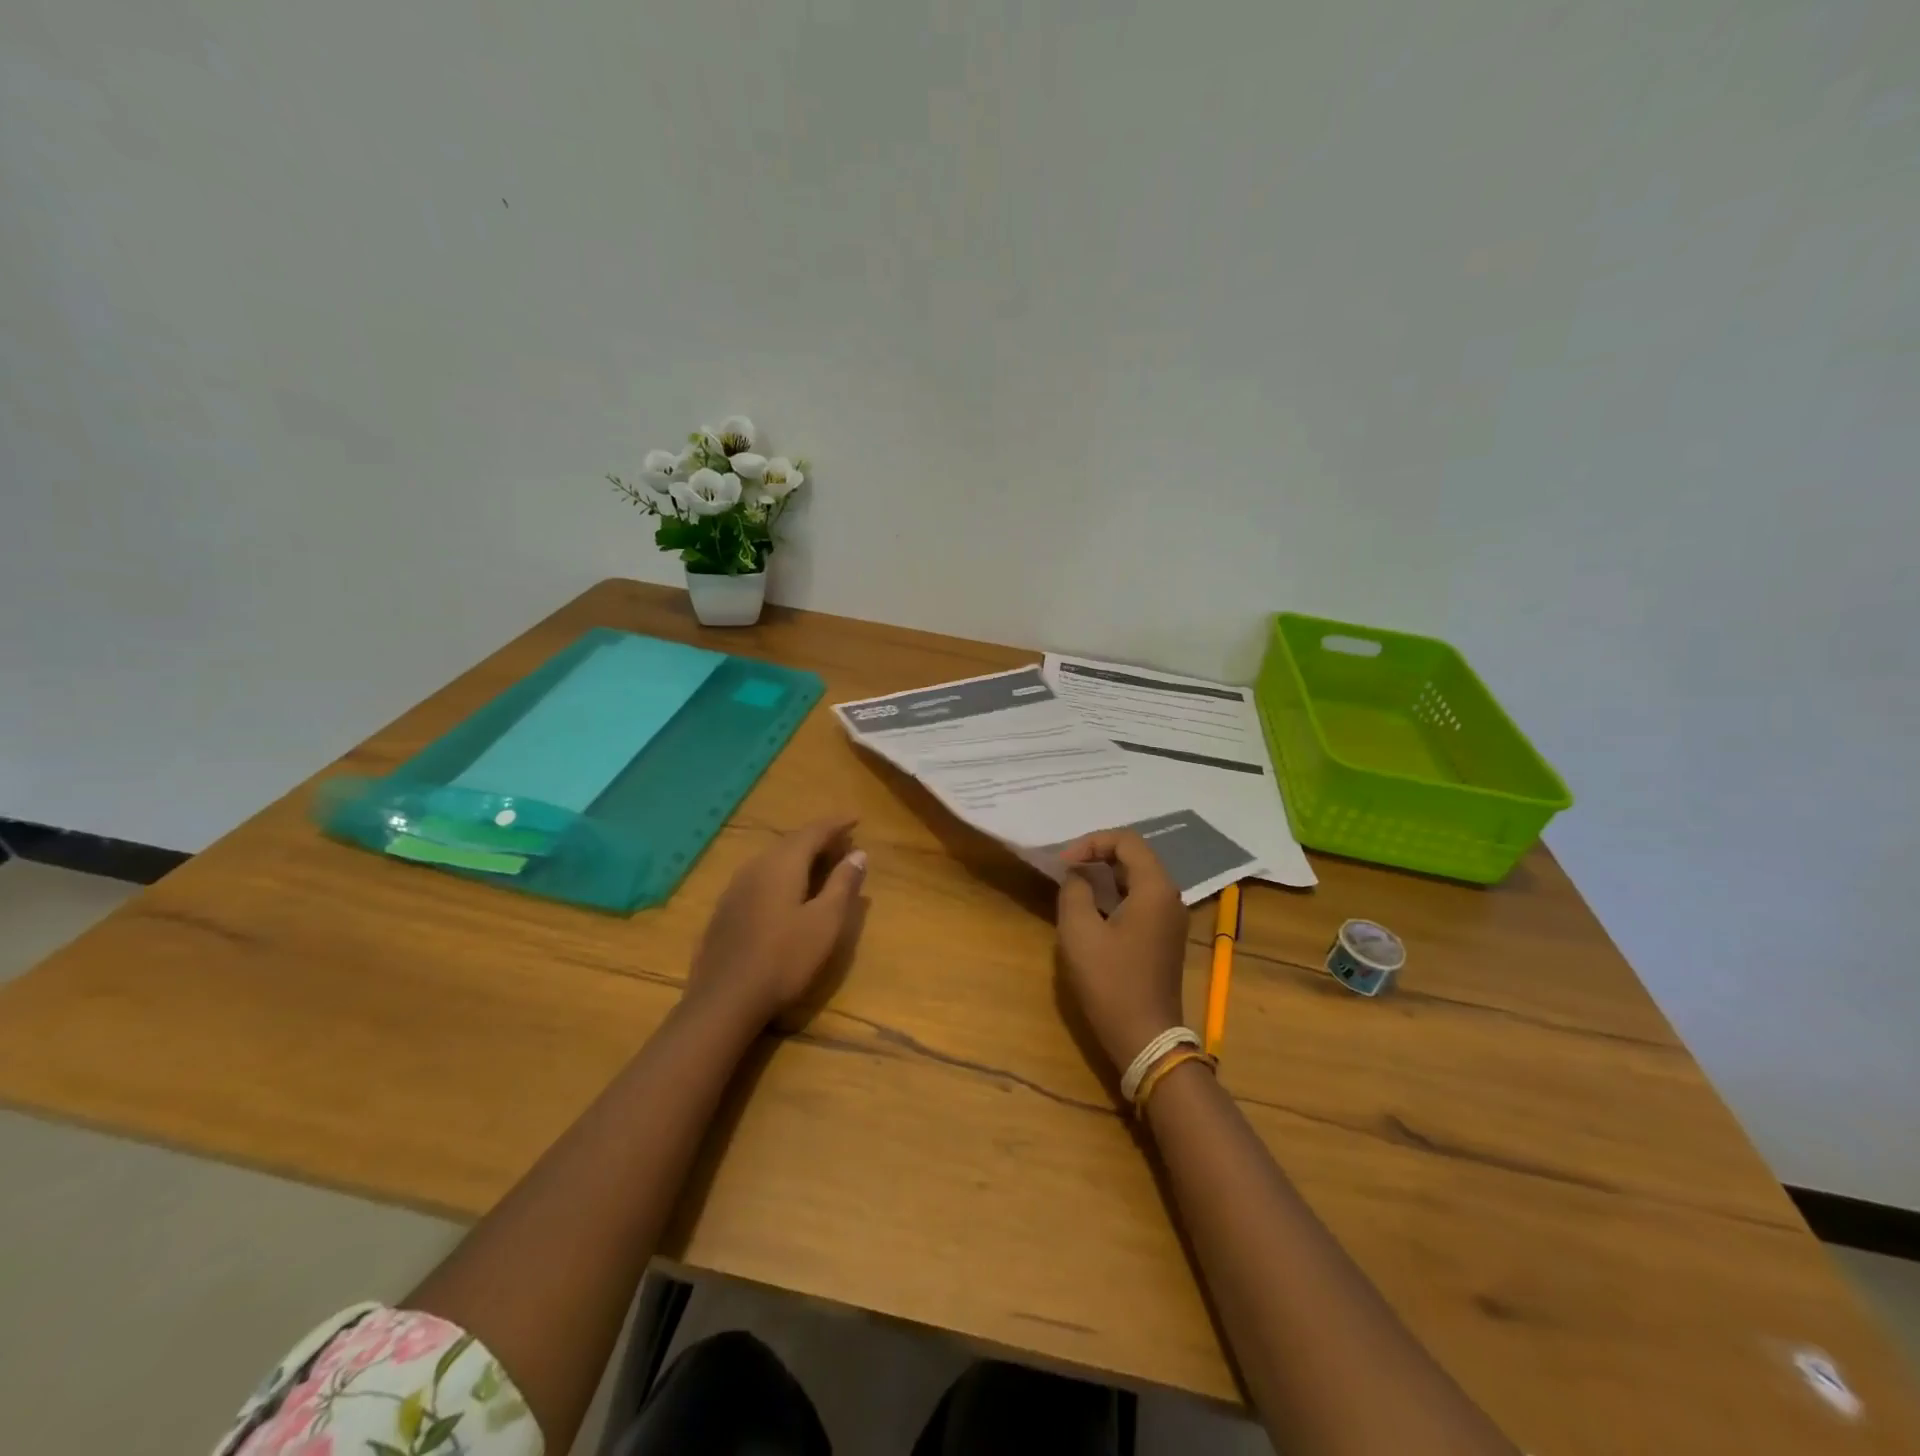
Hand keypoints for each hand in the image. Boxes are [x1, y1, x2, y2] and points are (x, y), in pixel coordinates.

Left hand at [687, 816, 867, 1025]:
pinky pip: (760, 878)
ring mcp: (735, 888)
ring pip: (774, 860)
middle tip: (844, 844)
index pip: (813, 831)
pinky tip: (788, 893)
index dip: (836, 824)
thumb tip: (858, 854)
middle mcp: (756, 866)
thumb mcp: (825, 922)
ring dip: (800, 857)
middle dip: (819, 840)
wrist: (724, 1000)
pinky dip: (782, 875)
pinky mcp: (726, 910)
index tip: (856, 819)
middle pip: (791, 842)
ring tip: (821, 865)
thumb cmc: (784, 959)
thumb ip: (842, 884)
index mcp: (782, 864)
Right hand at [1055, 829, 1190, 1076]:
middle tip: (1066, 868)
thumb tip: (1077, 875)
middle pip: (1135, 856)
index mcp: (1155, 888)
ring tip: (1074, 884)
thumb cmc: (1111, 982)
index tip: (1063, 862)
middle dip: (1098, 855)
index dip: (1091, 842)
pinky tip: (1093, 908)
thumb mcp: (1079, 932)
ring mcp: (1171, 917)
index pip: (1126, 841)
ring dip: (1106, 874)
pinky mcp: (1165, 935)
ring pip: (1138, 877)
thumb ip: (1075, 891)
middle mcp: (1170, 896)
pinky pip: (1141, 898)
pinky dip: (1116, 893)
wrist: (1145, 1037)